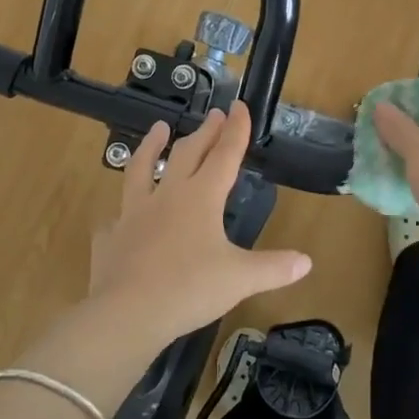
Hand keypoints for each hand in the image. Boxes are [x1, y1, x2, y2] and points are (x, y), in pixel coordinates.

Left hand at [22, 107, 311, 406]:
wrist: (127, 313)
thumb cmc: (190, 289)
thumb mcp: (240, 279)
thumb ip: (273, 268)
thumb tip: (306, 262)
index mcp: (201, 198)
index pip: (224, 155)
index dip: (236, 130)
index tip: (240, 106)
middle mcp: (167, 196)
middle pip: (187, 154)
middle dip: (204, 133)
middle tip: (214, 115)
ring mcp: (134, 213)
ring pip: (141, 169)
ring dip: (151, 147)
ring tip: (158, 129)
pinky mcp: (111, 236)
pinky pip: (116, 218)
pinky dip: (121, 213)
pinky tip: (120, 216)